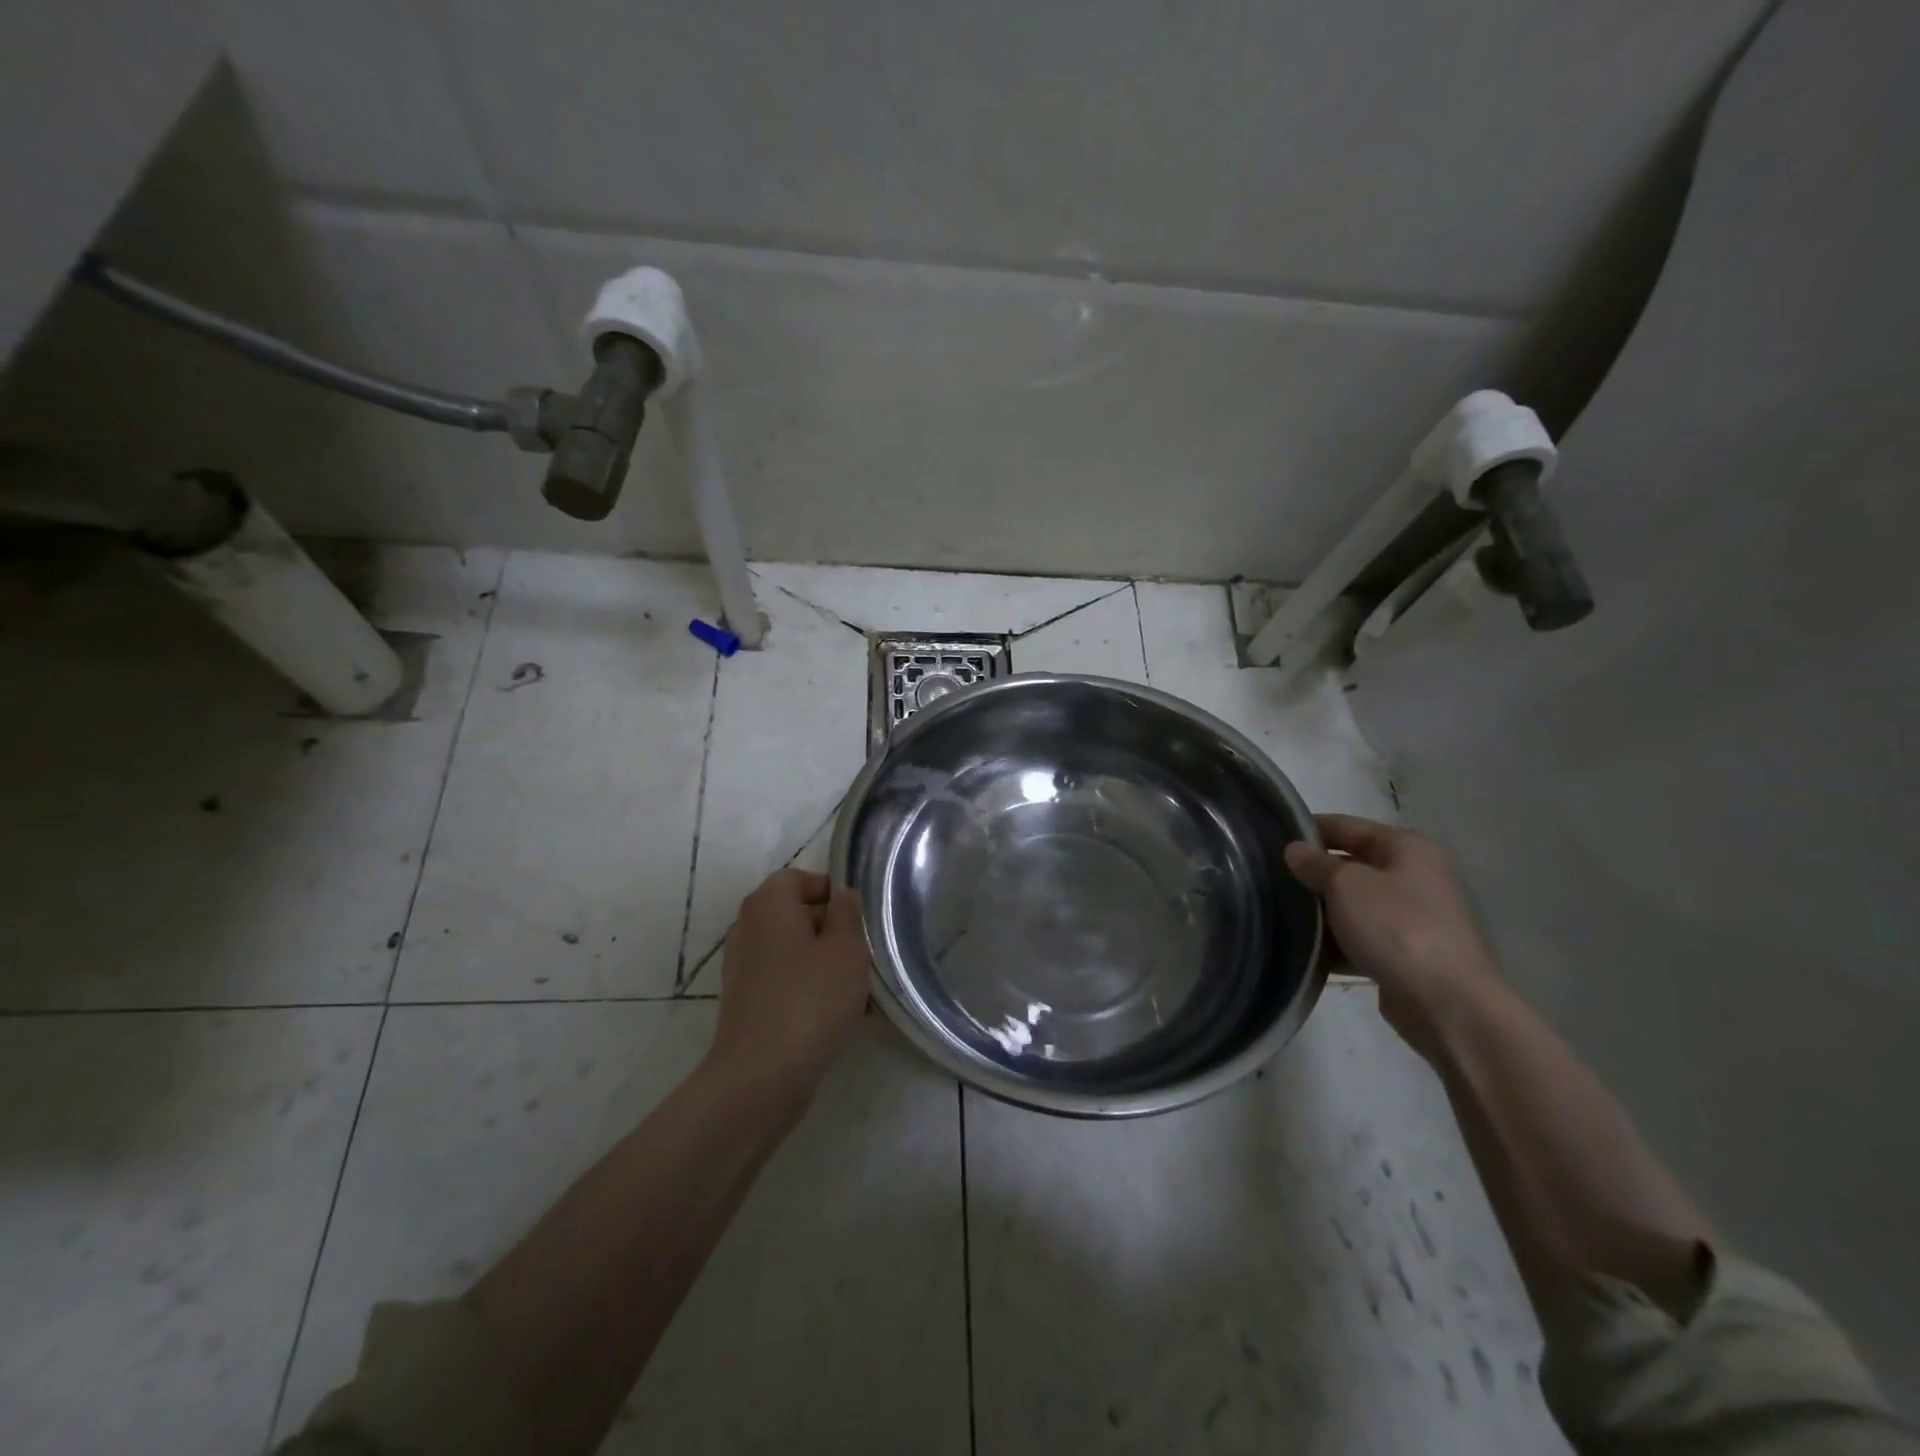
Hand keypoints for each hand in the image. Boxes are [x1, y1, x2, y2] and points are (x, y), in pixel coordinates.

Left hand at [707, 869, 870, 1100]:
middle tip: (863, 954)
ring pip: (794, 951)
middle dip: (832, 930)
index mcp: (768, 905)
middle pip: (796, 914)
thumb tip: (841, 897)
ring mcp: (744, 968)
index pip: (799, 878)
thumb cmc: (809, 1000)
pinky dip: (809, 989)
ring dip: (825, 964)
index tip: (859, 919)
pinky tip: (837, 1015)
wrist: (761, 1078)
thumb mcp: (846, 948)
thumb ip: (847, 913)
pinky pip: (785, 982)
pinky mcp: (747, 1003)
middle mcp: (748, 928)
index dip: (831, 891)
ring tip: (857, 989)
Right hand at [1284, 814, 1499, 1054]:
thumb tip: (1294, 849)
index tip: (1272, 837)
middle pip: (1351, 866)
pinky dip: (1336, 942)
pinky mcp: (1405, 954)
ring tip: (1279, 913)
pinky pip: (1361, 938)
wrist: (1446, 1003)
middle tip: (1270, 878)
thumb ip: (1315, 864)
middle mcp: (1414, 877)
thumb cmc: (1396, 927)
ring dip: (1321, 911)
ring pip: (1353, 905)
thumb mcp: (1346, 885)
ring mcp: (1412, 918)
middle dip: (1313, 873)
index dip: (1310, 828)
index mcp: (1407, 849)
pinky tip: (1304, 949)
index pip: (1348, 826)